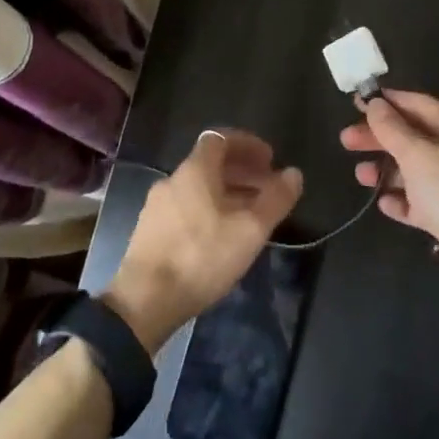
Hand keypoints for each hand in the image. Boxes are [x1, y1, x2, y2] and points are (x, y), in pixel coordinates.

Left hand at [104, 130, 302, 352]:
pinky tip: (222, 236)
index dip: (247, 144)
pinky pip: (186, 207)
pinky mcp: (150, 231)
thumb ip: (275, 199)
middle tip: (268, 189)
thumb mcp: (249, 230)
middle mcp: (173, 180)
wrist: (144, 301)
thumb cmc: (201, 257)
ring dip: (227, 193)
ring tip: (251, 215)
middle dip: (242, 171)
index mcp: (194, 170)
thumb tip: (294, 173)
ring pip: (199, 188)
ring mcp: (157, 205)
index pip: (221, 138)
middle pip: (211, 163)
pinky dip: (209, 209)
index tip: (270, 159)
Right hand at [340, 90, 438, 303]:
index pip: (420, 105)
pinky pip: (420, 202)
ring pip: (414, 171)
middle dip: (380, 138)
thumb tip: (375, 104)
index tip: (358, 103)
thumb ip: (393, 129)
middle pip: (413, 138)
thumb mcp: (418, 155)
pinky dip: (402, 200)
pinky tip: (385, 204)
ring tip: (361, 176)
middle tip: (346, 141)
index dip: (389, 102)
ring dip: (386, 171)